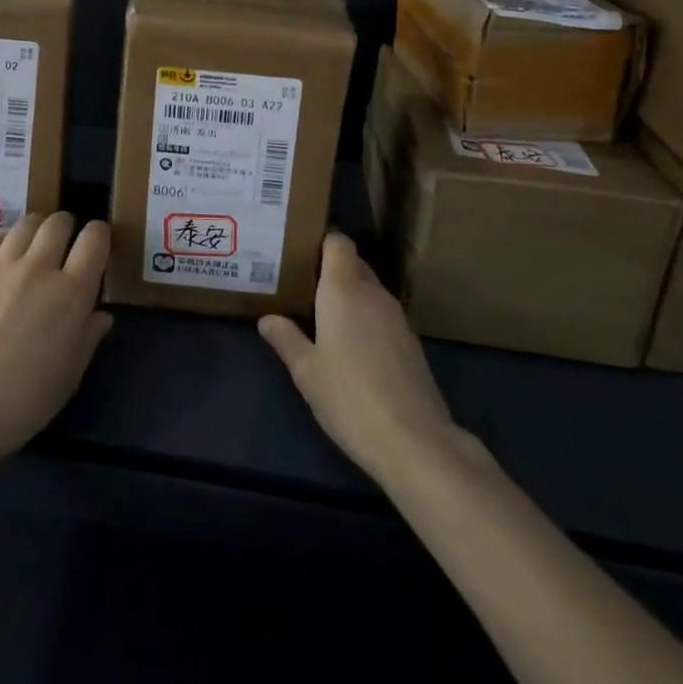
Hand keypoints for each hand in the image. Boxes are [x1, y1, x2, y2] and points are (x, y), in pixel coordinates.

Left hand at [0, 212, 113, 464]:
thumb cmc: (23, 402)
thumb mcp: (70, 375)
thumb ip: (88, 337)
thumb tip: (100, 314)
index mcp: (71, 292)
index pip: (95, 238)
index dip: (99, 235)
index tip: (95, 245)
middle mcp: (38, 268)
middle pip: (58, 222)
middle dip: (66, 228)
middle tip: (62, 246)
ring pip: (25, 224)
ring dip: (35, 231)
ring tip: (31, 248)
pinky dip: (2, 245)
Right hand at [259, 232, 465, 483]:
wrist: (415, 442)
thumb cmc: (349, 399)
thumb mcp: (306, 372)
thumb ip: (286, 339)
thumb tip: (267, 318)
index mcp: (344, 289)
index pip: (338, 242)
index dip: (321, 241)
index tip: (300, 252)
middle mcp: (373, 293)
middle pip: (353, 263)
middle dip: (330, 269)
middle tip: (302, 284)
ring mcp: (397, 317)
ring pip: (369, 289)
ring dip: (349, 295)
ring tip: (322, 314)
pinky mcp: (410, 341)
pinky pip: (382, 313)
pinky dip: (366, 317)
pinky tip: (352, 345)